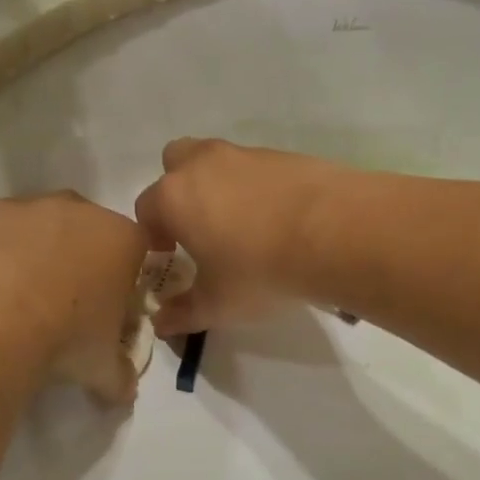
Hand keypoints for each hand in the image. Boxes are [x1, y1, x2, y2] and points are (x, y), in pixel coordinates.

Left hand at [0, 192, 148, 403]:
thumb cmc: (61, 339)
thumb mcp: (101, 368)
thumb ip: (119, 375)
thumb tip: (123, 391)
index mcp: (119, 239)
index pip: (136, 251)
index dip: (123, 281)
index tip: (108, 311)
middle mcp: (75, 210)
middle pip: (84, 232)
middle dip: (76, 263)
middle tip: (60, 309)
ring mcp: (20, 206)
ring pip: (32, 229)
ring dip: (27, 258)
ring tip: (9, 307)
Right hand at [133, 138, 342, 335]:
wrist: (333, 233)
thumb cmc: (259, 270)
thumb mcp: (217, 304)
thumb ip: (183, 314)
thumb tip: (161, 325)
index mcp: (175, 197)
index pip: (146, 209)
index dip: (153, 235)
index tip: (169, 257)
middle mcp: (203, 165)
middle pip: (175, 164)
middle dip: (179, 192)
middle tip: (198, 228)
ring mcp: (245, 154)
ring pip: (217, 162)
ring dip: (219, 187)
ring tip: (243, 226)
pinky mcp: (283, 155)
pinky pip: (257, 169)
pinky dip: (258, 188)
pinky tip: (279, 220)